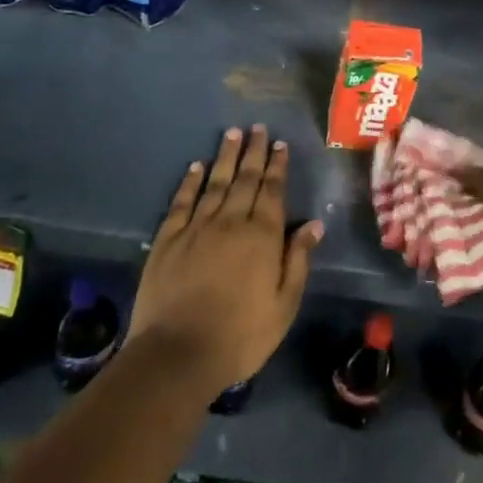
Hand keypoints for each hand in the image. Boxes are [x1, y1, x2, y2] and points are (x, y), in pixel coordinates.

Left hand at [128, 125, 322, 400]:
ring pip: (215, 183)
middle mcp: (231, 222)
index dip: (277, 166)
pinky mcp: (168, 240)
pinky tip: (196, 166)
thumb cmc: (240, 335)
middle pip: (245, 179)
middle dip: (254, 152)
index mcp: (262, 236)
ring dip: (225, 157)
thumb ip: (298, 260)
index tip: (280, 144)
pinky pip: (182, 202)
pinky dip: (190, 182)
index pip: (272, 191)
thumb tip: (314, 224)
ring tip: (232, 133)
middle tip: (257, 128)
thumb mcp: (284, 305)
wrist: (177, 354)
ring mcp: (196, 228)